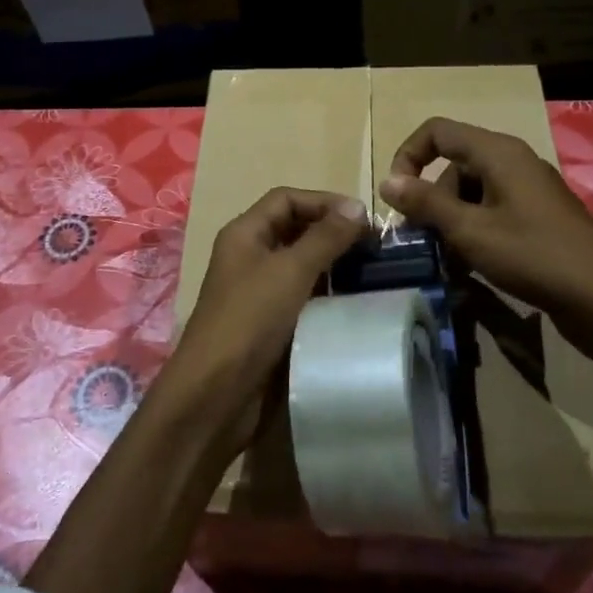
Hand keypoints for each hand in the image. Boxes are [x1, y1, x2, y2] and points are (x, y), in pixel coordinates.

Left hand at [165, 187, 368, 454]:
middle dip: (332, 232)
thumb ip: (325, 237)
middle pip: (294, 229)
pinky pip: (303, 297)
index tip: (363, 218)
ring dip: (334, 265)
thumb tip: (357, 207)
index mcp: (245, 234)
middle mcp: (250, 256)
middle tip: (375, 246)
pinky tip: (354, 302)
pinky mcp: (270, 323)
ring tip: (372, 271)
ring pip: (301, 265)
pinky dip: (327, 294)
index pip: (286, 199)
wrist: (217, 393)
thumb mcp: (291, 271)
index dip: (323, 201)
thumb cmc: (250, 320)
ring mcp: (258, 291)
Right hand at [380, 117, 592, 377]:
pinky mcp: (537, 215)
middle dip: (429, 196)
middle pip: (453, 163)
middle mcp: (513, 161)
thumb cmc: (533, 255)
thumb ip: (425, 202)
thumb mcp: (470, 230)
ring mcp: (527, 189)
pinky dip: (473, 228)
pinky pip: (492, 209)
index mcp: (497, 152)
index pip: (437, 131)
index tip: (397, 195)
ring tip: (445, 256)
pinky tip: (470, 263)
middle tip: (420, 236)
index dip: (408, 155)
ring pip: (471, 190)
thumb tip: (387, 181)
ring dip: (450, 218)